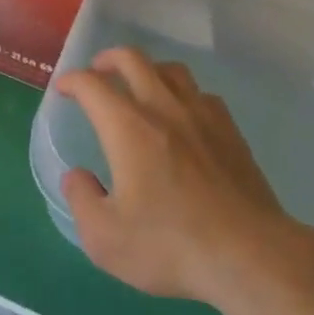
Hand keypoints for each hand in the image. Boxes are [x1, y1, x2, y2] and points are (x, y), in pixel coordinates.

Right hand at [56, 48, 300, 306]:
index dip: (72, 81)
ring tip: (140, 86)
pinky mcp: (230, 131)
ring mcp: (202, 115)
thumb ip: (82, 201)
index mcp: (128, 127)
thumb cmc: (171, 246)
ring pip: (171, 70)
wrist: (249, 255)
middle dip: (108, 59)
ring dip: (148, 70)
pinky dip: (183, 94)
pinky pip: (202, 94)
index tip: (63, 89)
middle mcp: (163, 108)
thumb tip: (77, 176)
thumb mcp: (106, 239)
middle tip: (98, 72)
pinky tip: (183, 115)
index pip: (92, 85)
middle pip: (133, 59)